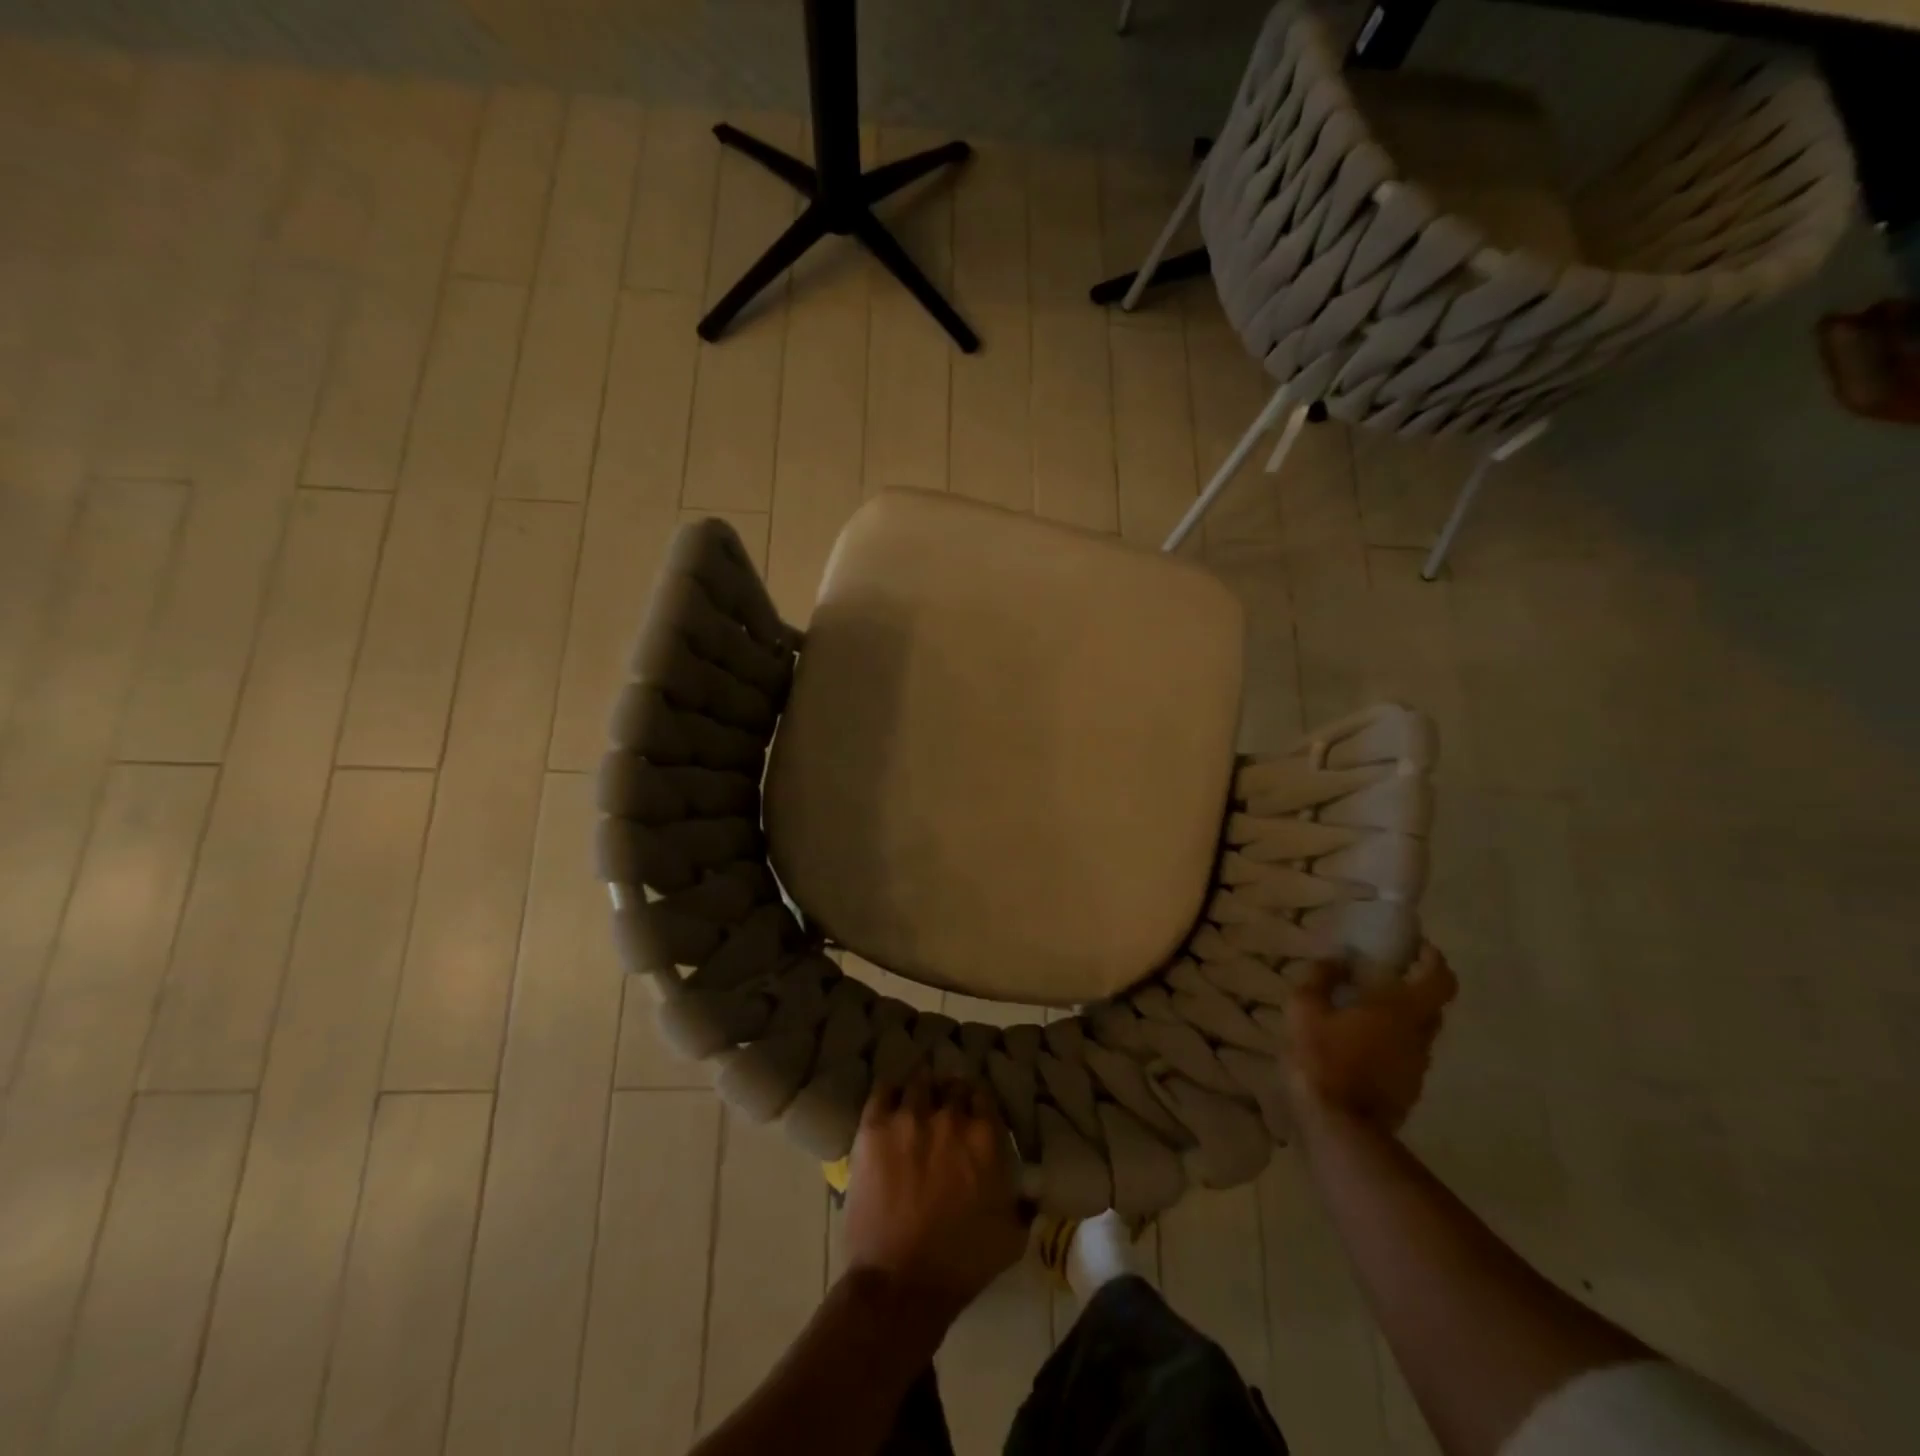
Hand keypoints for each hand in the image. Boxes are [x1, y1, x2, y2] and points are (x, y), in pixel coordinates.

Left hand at [843, 1074, 1028, 1327]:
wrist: (901, 1283)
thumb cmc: (961, 1265)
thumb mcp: (1011, 1238)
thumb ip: (1023, 1204)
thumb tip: (1031, 1191)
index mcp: (985, 1137)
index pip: (983, 1096)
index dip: (977, 1103)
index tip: (971, 1113)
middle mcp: (950, 1116)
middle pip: (952, 1086)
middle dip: (950, 1096)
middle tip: (944, 1110)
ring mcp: (909, 1117)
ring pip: (919, 1082)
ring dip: (921, 1090)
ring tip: (916, 1102)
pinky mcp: (874, 1127)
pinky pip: (883, 1090)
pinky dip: (889, 1093)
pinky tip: (890, 1104)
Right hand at [1282, 943, 1456, 1129]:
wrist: (1339, 1126)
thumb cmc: (1323, 1058)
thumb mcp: (1305, 1009)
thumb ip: (1319, 980)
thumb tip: (1334, 961)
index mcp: (1401, 1011)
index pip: (1440, 979)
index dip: (1433, 960)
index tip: (1417, 947)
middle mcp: (1419, 1037)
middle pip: (1431, 1005)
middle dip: (1414, 986)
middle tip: (1385, 975)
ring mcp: (1417, 1067)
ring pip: (1418, 1032)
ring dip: (1399, 1017)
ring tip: (1363, 1011)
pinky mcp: (1407, 1090)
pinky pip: (1404, 1055)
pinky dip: (1389, 1042)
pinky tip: (1358, 1043)